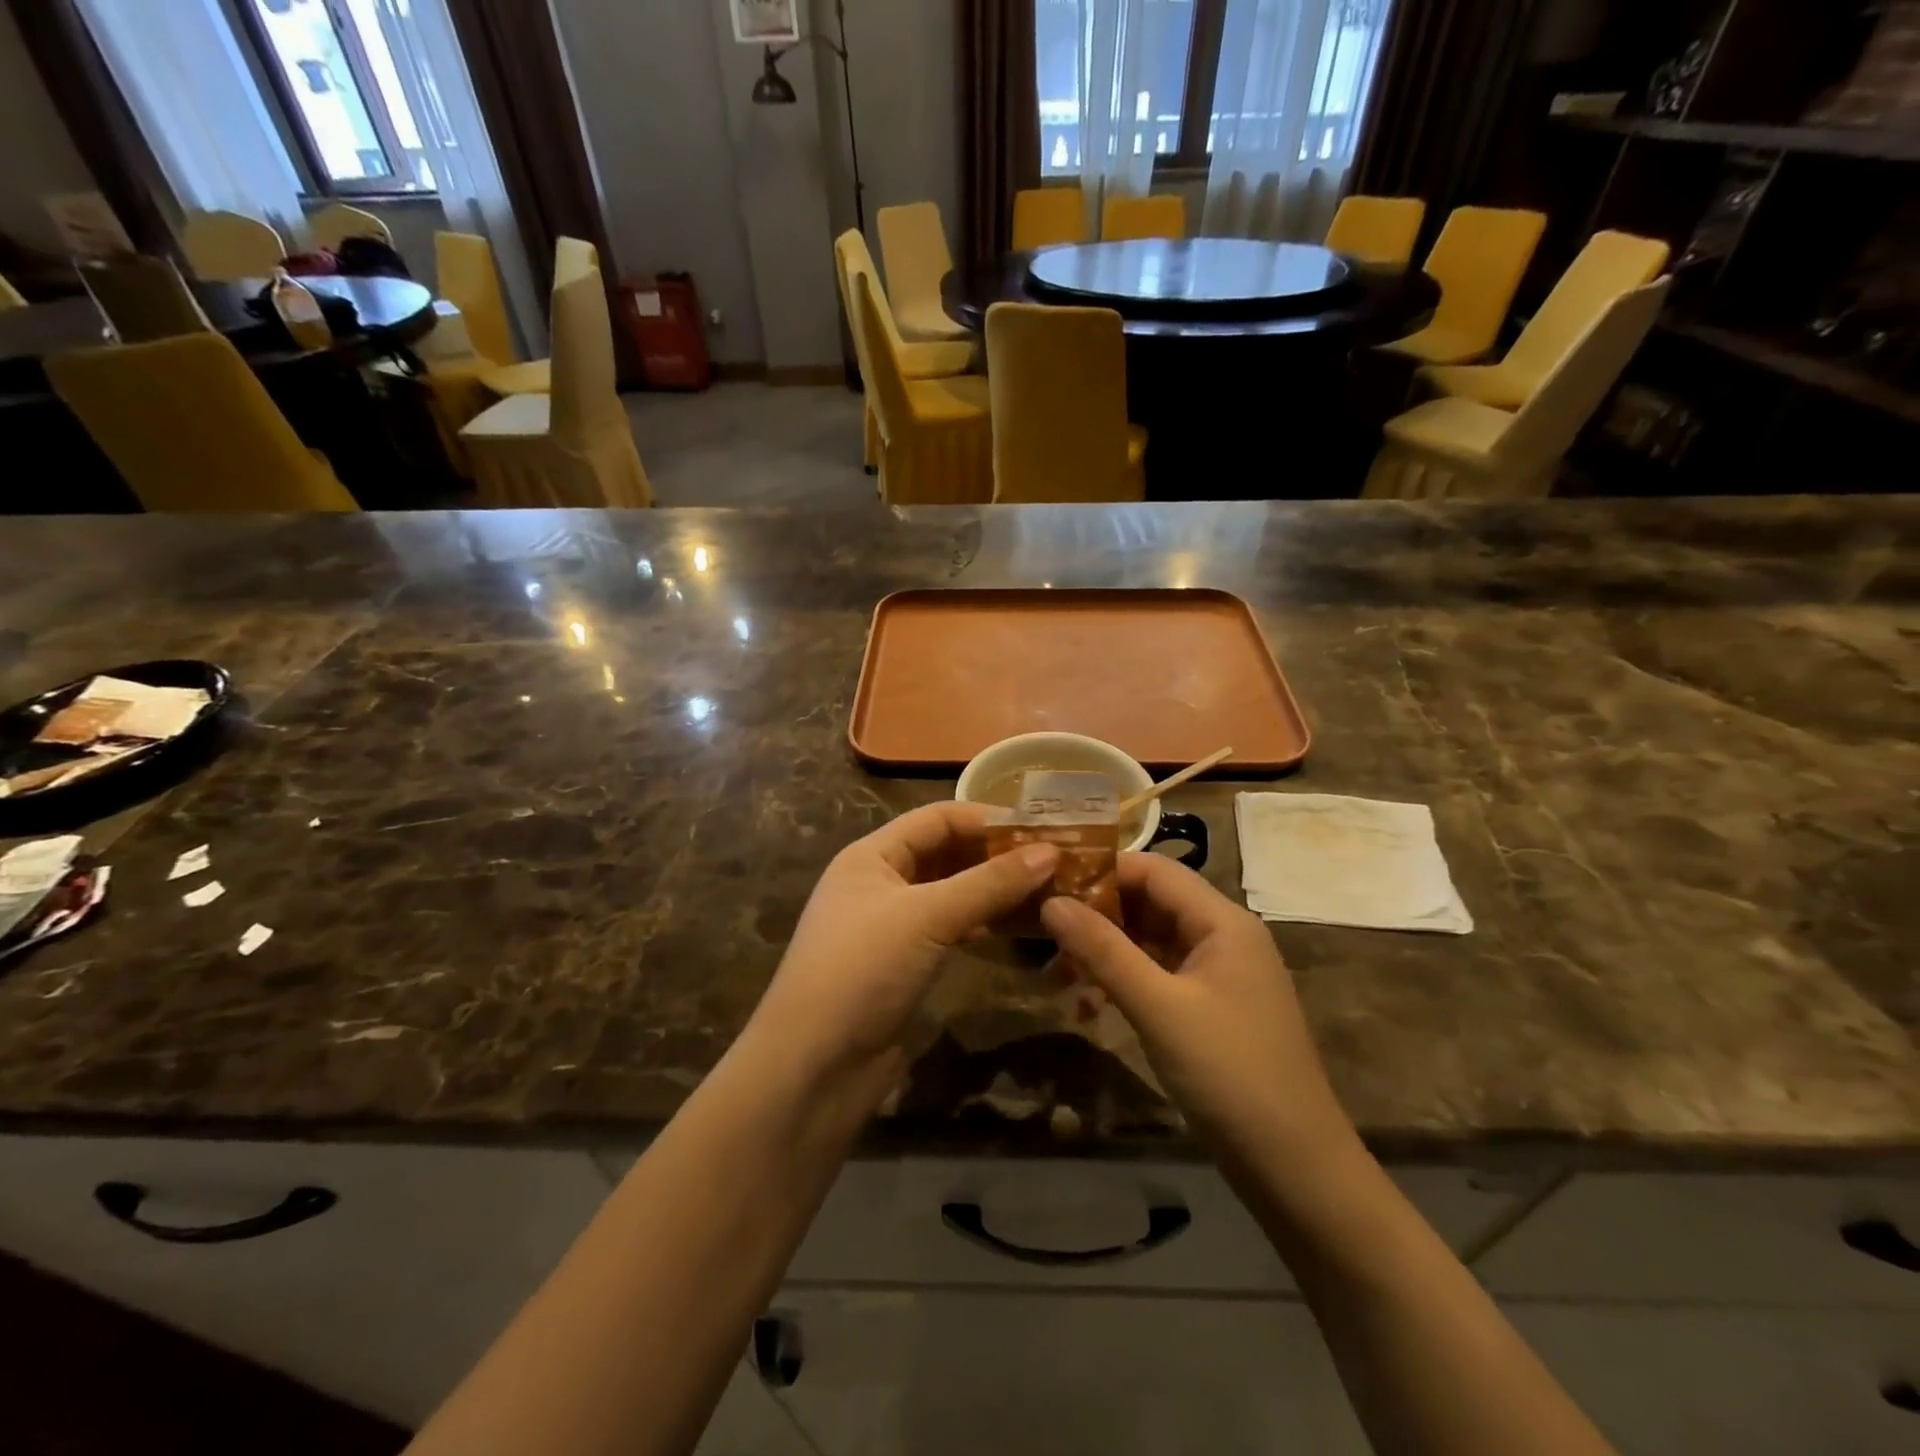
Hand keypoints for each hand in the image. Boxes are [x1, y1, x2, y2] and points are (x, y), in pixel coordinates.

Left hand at [746, 802, 1058, 1098]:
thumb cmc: (863, 971)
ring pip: (951, 894)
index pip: (936, 819)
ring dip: (993, 890)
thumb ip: (989, 883)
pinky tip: (1017, 926)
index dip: (986, 818)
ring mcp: (892, 926)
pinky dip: (982, 922)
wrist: (814, 1067)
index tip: (1040, 827)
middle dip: (995, 855)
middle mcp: (881, 883)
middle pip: (945, 854)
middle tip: (1054, 860)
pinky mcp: (904, 964)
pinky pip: (950, 929)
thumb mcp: (927, 917)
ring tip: (1047, 889)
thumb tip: (1050, 852)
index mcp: (872, 856)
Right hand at [1041, 854, 1356, 1167]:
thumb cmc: (1229, 1074)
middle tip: (1043, 932)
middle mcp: (1224, 937)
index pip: (1154, 870)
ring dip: (1106, 952)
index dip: (1102, 871)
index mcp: (1223, 922)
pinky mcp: (1211, 1009)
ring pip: (1152, 941)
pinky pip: (1160, 976)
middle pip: (1152, 903)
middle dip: (1098, 915)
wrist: (1296, 1168)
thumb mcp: (1158, 1007)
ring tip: (1056, 972)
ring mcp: (1219, 975)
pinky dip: (1125, 982)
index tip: (1050, 885)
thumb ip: (1103, 950)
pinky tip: (1089, 1004)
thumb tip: (1051, 902)